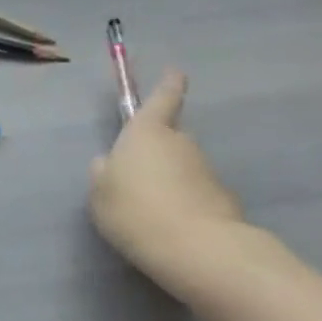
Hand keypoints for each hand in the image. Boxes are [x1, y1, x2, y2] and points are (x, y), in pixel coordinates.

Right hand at [90, 70, 245, 286]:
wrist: (197, 249)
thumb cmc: (134, 210)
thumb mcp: (99, 192)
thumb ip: (103, 172)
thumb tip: (110, 163)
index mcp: (146, 133)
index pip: (161, 99)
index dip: (168, 84)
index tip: (175, 71)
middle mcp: (180, 144)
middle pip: (170, 137)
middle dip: (156, 148)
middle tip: (135, 172)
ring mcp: (205, 171)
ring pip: (181, 166)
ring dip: (168, 178)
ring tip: (147, 207)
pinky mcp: (223, 199)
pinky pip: (194, 192)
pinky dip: (183, 201)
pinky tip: (168, 224)